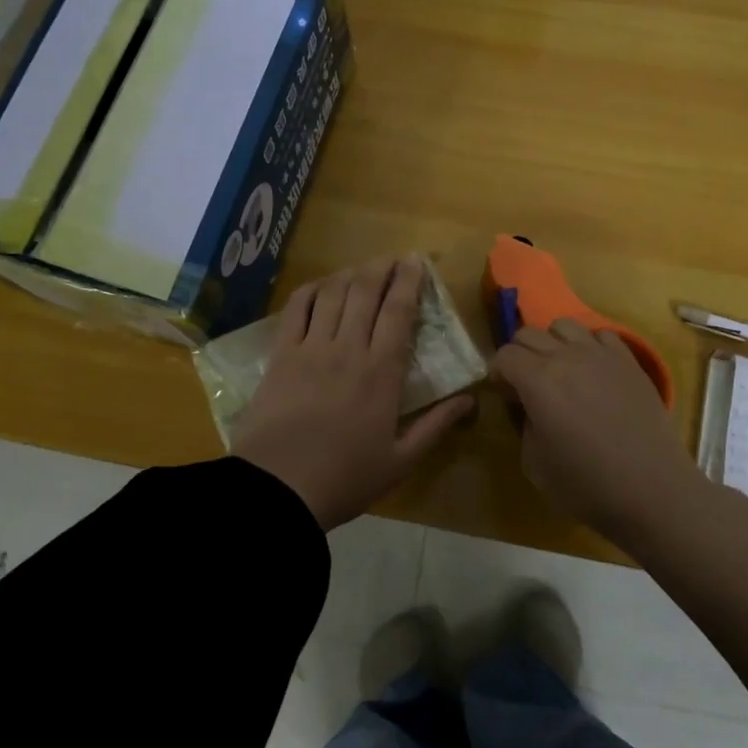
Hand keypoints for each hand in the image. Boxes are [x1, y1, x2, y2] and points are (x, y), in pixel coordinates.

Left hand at [233, 257, 475, 530]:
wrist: (279, 489)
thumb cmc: (345, 478)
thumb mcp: (401, 461)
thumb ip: (436, 426)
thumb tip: (469, 400)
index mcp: (382, 372)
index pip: (399, 312)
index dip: (409, 282)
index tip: (417, 262)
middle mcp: (349, 348)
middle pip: (366, 292)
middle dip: (382, 268)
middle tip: (393, 258)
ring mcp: (311, 347)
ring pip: (333, 294)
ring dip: (350, 274)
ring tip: (362, 268)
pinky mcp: (281, 354)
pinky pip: (296, 308)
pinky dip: (311, 290)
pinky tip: (321, 286)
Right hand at [491, 319, 704, 541]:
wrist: (652, 490)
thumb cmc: (586, 485)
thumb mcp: (534, 463)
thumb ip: (524, 424)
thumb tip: (531, 407)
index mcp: (538, 380)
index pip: (505, 355)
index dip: (499, 373)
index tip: (506, 395)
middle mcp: (567, 357)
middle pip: (529, 333)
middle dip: (520, 354)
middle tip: (527, 384)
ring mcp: (602, 355)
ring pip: (565, 325)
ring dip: (553, 343)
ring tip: (561, 371)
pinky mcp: (630, 362)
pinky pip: (602, 335)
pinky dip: (589, 346)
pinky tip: (594, 371)